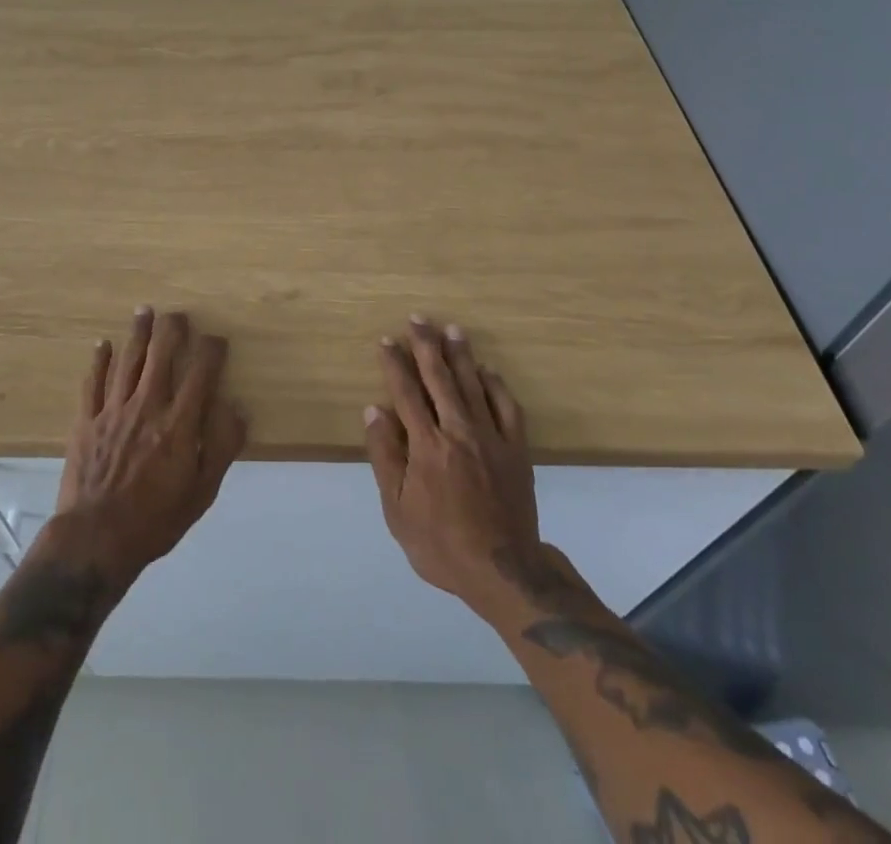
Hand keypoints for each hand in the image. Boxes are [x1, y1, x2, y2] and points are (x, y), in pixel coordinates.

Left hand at [51, 307, 247, 585]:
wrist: (95, 540)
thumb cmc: (155, 521)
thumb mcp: (202, 493)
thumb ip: (222, 447)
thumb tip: (236, 408)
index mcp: (179, 424)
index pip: (201, 373)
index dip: (211, 350)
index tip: (217, 340)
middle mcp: (147, 406)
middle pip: (161, 355)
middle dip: (172, 329)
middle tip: (177, 315)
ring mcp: (113, 411)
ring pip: (128, 360)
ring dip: (138, 333)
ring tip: (145, 311)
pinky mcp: (86, 421)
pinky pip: (93, 382)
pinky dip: (99, 360)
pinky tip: (104, 344)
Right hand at [364, 316, 552, 613]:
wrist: (503, 572)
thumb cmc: (440, 544)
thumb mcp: (397, 509)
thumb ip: (385, 456)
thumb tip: (374, 410)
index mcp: (426, 446)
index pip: (406, 393)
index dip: (395, 364)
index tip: (387, 340)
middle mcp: (458, 431)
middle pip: (439, 379)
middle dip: (426, 345)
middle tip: (419, 318)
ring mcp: (491, 438)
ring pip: (473, 385)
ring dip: (460, 355)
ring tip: (452, 329)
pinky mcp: (516, 449)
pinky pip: (507, 407)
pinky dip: (496, 385)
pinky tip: (487, 371)